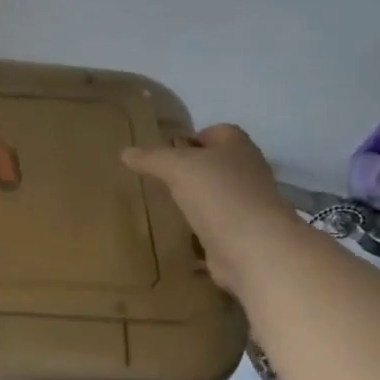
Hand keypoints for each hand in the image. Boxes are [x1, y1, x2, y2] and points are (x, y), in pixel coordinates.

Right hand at [122, 125, 295, 295]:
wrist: (254, 247)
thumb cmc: (218, 194)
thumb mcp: (176, 167)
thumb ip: (151, 158)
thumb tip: (125, 152)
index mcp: (237, 145)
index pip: (213, 132)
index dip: (190, 140)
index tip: (165, 154)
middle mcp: (247, 170)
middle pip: (215, 164)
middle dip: (191, 171)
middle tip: (160, 180)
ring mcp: (249, 204)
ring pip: (217, 195)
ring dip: (197, 201)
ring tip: (166, 207)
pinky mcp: (244, 234)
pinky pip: (218, 225)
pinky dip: (202, 229)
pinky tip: (181, 234)